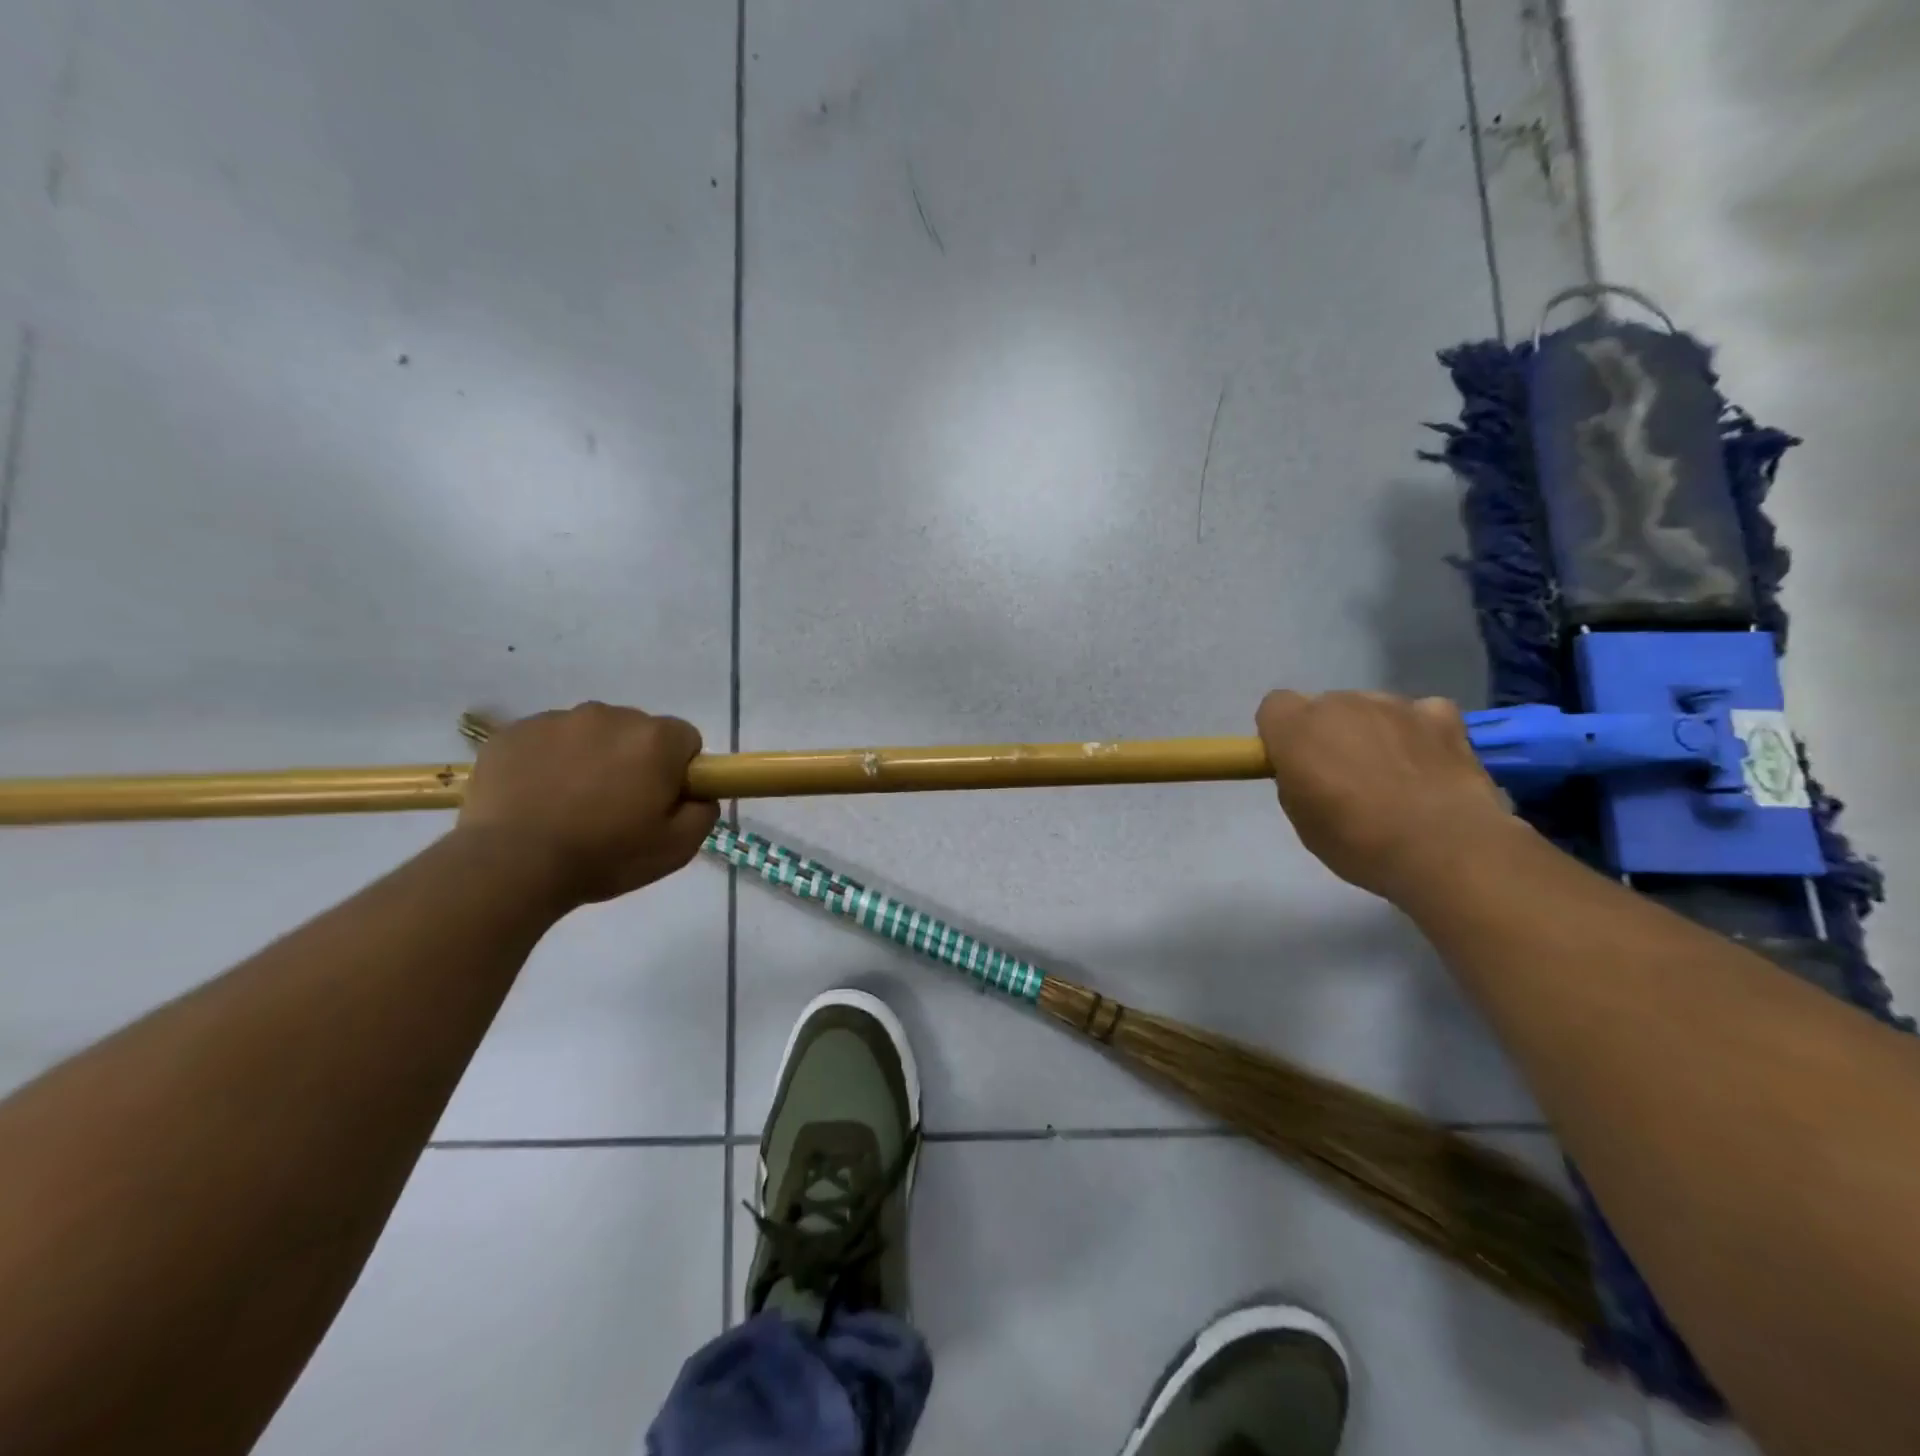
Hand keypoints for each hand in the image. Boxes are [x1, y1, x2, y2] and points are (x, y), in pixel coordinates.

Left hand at [457, 702, 718, 906]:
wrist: (510, 864)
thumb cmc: (604, 856)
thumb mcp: (677, 849)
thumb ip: (703, 813)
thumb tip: (701, 796)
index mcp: (655, 740)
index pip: (686, 740)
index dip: (679, 771)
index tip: (661, 801)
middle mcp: (611, 716)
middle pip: (638, 732)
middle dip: (635, 761)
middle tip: (616, 807)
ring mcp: (558, 719)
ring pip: (591, 733)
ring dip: (591, 758)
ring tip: (570, 804)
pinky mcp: (514, 731)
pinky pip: (546, 739)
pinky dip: (549, 761)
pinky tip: (537, 798)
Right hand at [1254, 690, 1515, 902]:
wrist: (1443, 848)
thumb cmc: (1356, 840)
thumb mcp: (1301, 818)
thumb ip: (1295, 779)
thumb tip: (1309, 770)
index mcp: (1297, 728)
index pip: (1275, 707)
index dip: (1282, 734)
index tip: (1293, 764)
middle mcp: (1341, 703)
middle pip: (1325, 706)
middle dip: (1329, 733)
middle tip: (1343, 778)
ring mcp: (1394, 705)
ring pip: (1371, 708)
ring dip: (1372, 731)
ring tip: (1392, 776)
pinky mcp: (1442, 716)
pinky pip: (1419, 713)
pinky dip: (1418, 732)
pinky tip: (1426, 764)